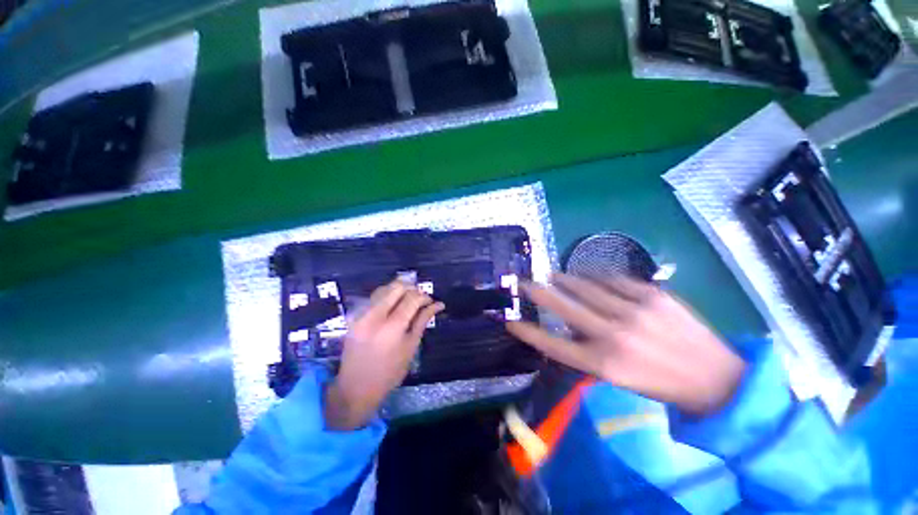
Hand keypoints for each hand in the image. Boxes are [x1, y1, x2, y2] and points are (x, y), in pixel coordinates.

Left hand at [324, 279, 443, 429]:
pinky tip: (393, 305)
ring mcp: (361, 314)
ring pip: (384, 288)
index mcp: (392, 327)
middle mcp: (375, 315)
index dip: (424, 296)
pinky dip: (386, 296)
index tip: (431, 302)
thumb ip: (422, 321)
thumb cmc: (390, 372)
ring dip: (399, 290)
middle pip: (397, 287)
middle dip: (412, 289)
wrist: (356, 387)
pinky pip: (373, 297)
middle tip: (420, 299)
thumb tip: (438, 305)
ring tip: (408, 300)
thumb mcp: (411, 347)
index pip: (412, 299)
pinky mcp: (354, 316)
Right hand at [506, 273, 745, 414]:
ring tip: (554, 274)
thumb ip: (588, 352)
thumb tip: (569, 327)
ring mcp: (634, 311)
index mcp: (603, 364)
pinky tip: (591, 276)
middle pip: (563, 308)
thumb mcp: (618, 378)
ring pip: (585, 287)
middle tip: (524, 282)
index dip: (528, 332)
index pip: (553, 345)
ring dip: (565, 279)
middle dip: (538, 293)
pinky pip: (614, 280)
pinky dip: (597, 277)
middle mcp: (613, 335)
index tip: (510, 322)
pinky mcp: (653, 295)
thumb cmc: (662, 384)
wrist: (718, 378)